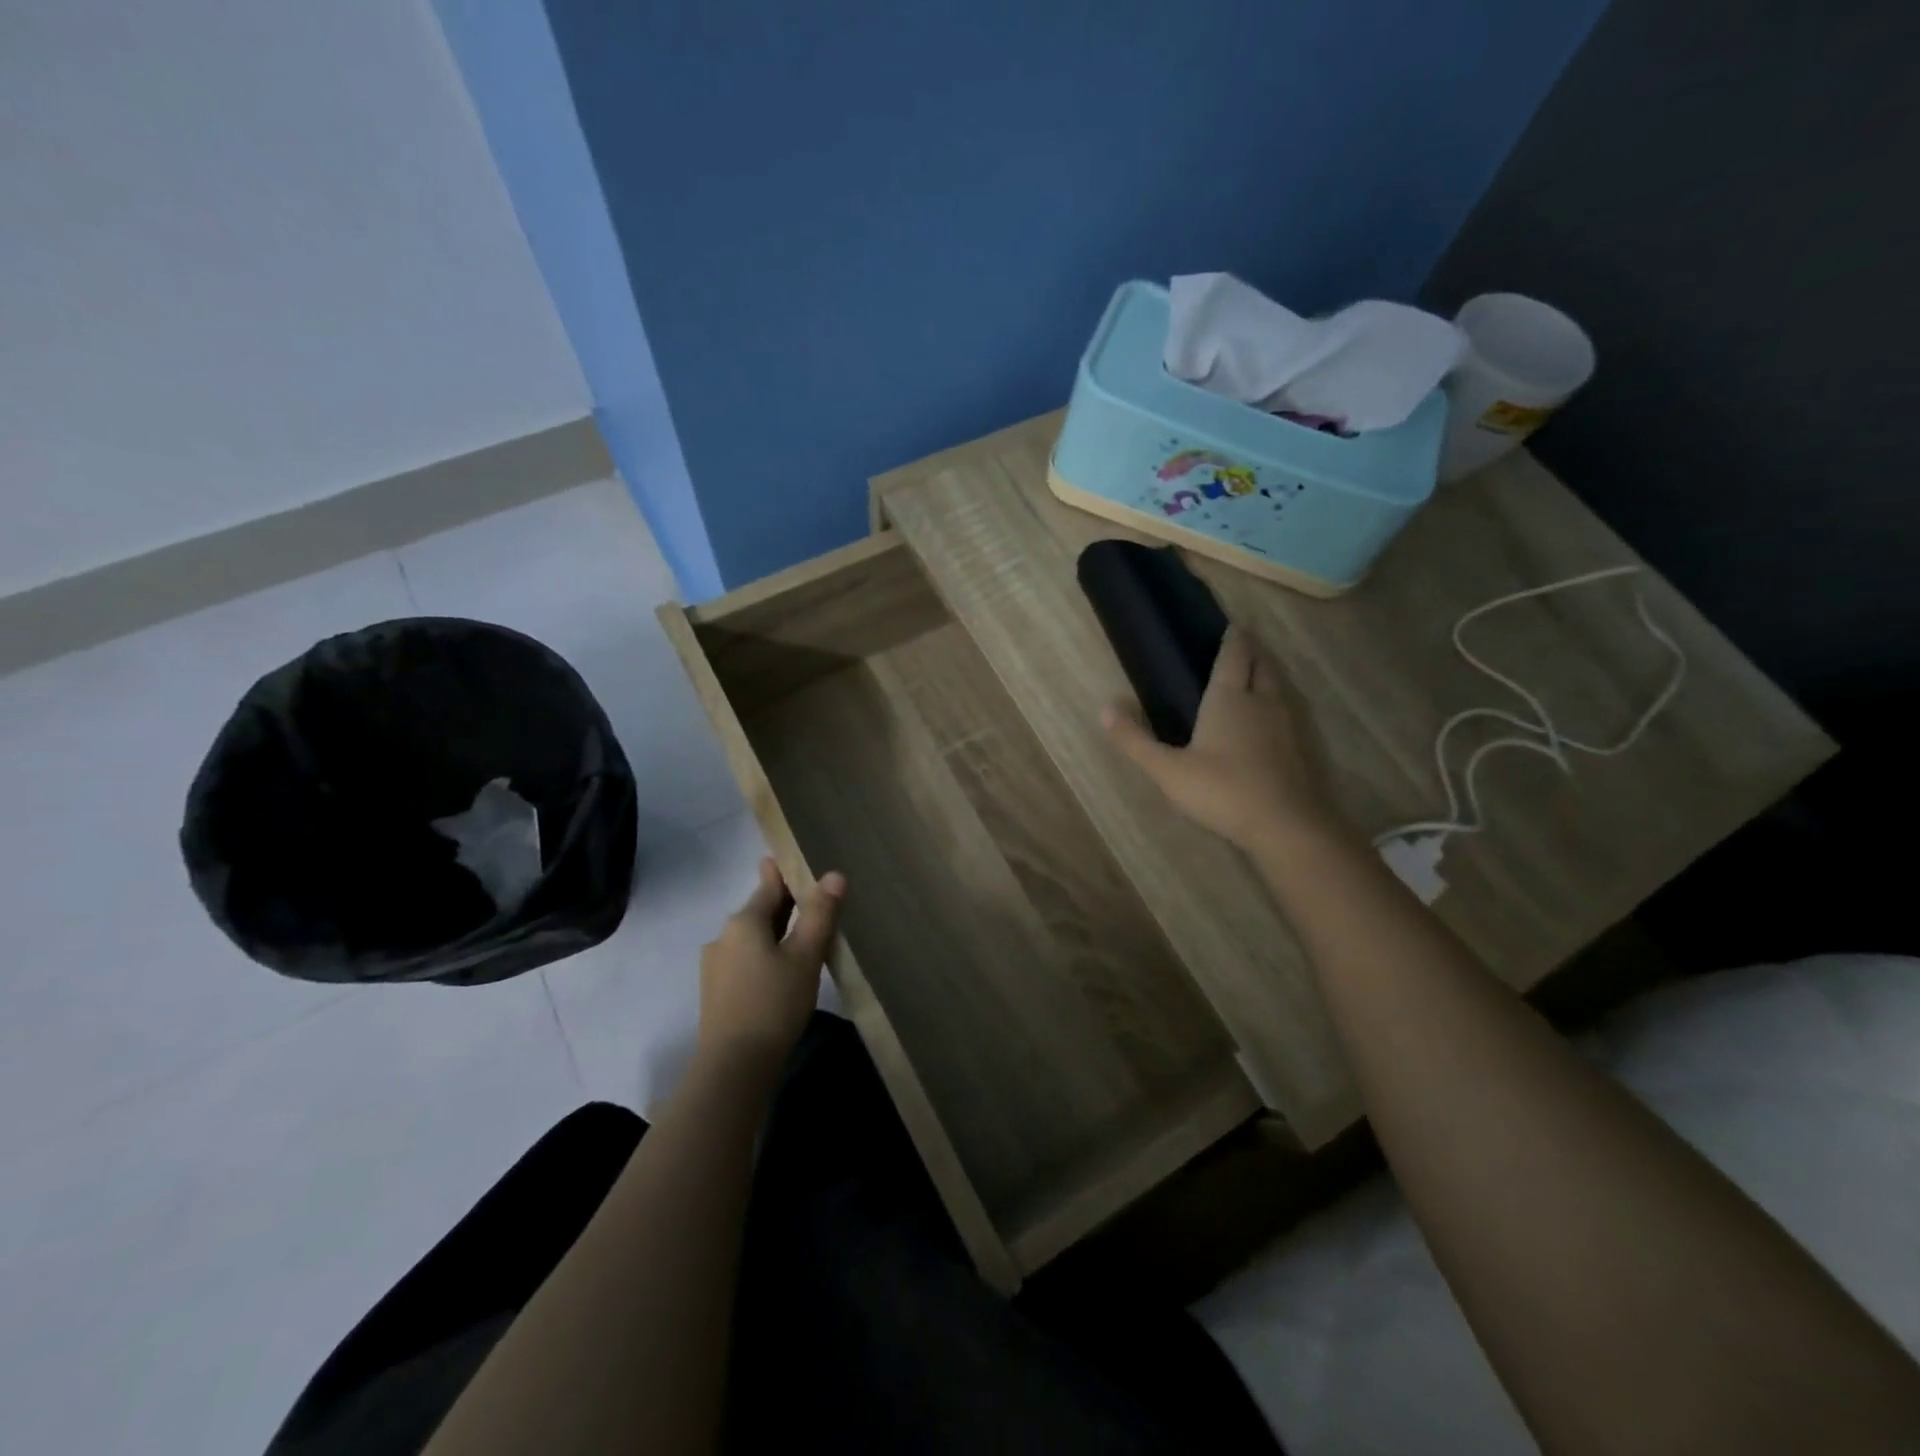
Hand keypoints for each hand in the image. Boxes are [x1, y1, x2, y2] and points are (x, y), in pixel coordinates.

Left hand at [696, 858, 845, 1071]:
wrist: (733, 1067)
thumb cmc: (774, 1004)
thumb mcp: (805, 957)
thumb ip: (819, 914)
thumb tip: (834, 875)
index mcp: (744, 922)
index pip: (769, 887)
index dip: (782, 874)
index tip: (785, 858)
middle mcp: (723, 937)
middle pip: (758, 912)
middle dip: (780, 904)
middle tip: (805, 895)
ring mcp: (715, 966)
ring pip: (750, 939)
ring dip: (772, 933)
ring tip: (798, 935)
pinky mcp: (716, 993)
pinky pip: (744, 961)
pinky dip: (763, 956)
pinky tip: (779, 972)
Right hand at [1102, 623, 1337, 853]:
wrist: (1283, 825)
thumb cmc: (1221, 790)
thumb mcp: (1167, 769)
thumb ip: (1135, 740)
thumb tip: (1104, 708)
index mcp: (1228, 698)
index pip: (1234, 655)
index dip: (1233, 637)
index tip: (1231, 623)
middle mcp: (1260, 702)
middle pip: (1261, 665)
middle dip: (1252, 651)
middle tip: (1240, 644)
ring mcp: (1284, 724)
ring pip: (1276, 687)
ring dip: (1265, 674)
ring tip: (1252, 674)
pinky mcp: (1296, 748)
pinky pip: (1285, 712)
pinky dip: (1274, 703)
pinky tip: (1265, 720)